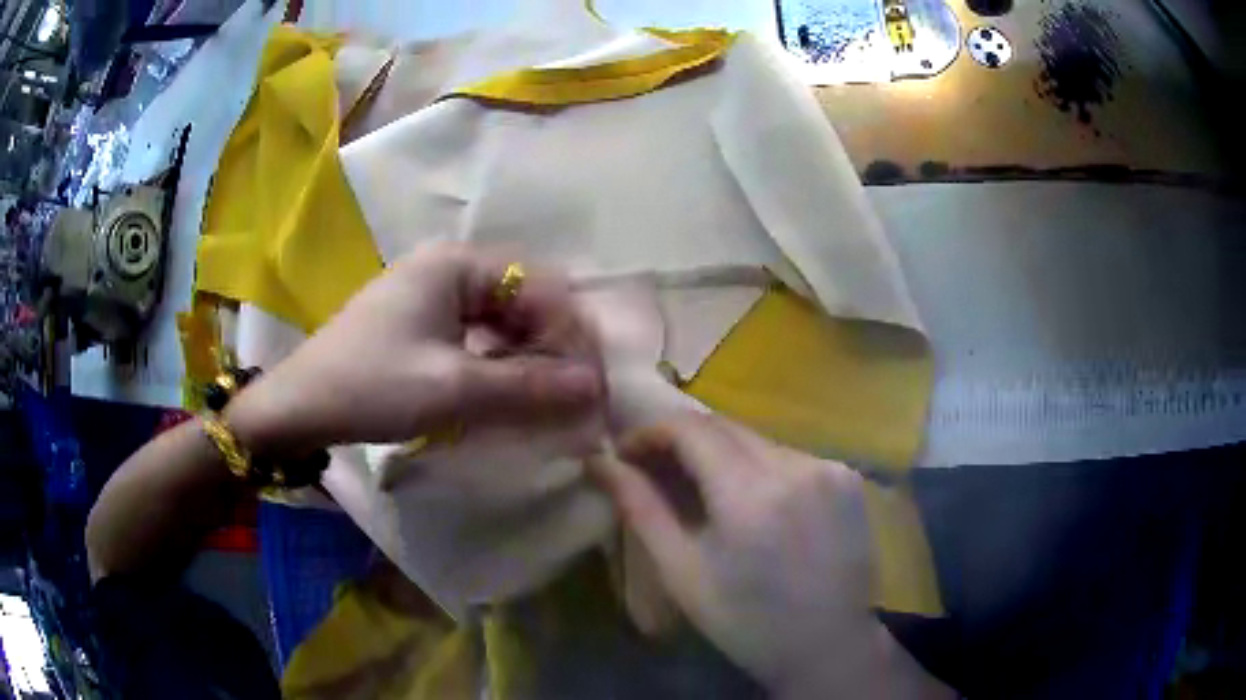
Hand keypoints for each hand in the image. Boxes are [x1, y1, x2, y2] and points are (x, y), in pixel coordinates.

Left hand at [228, 243, 604, 455]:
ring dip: (527, 357)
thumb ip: (527, 386)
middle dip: (551, 347)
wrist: (300, 406)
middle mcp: (449, 267)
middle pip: (523, 299)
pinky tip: (505, 392)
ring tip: (543, 400)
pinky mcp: (421, 321)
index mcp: (456, 264)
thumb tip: (594, 387)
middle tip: (570, 398)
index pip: (540, 287)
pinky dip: (498, 361)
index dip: (570, 335)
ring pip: (501, 318)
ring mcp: (433, 293)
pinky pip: (476, 334)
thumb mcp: (452, 388)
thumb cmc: (371, 386)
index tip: (589, 387)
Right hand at [588, 414, 950, 698]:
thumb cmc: (747, 622)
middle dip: (682, 440)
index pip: (691, 428)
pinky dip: (758, 466)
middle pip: (725, 426)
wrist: (829, 645)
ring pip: (756, 439)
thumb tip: (599, 463)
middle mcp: (796, 466)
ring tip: (700, 488)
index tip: (625, 454)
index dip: (651, 431)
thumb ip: (641, 510)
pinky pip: (788, 455)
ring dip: (720, 453)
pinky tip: (751, 501)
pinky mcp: (848, 476)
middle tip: (654, 469)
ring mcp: (830, 467)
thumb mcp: (683, 573)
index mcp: (750, 495)